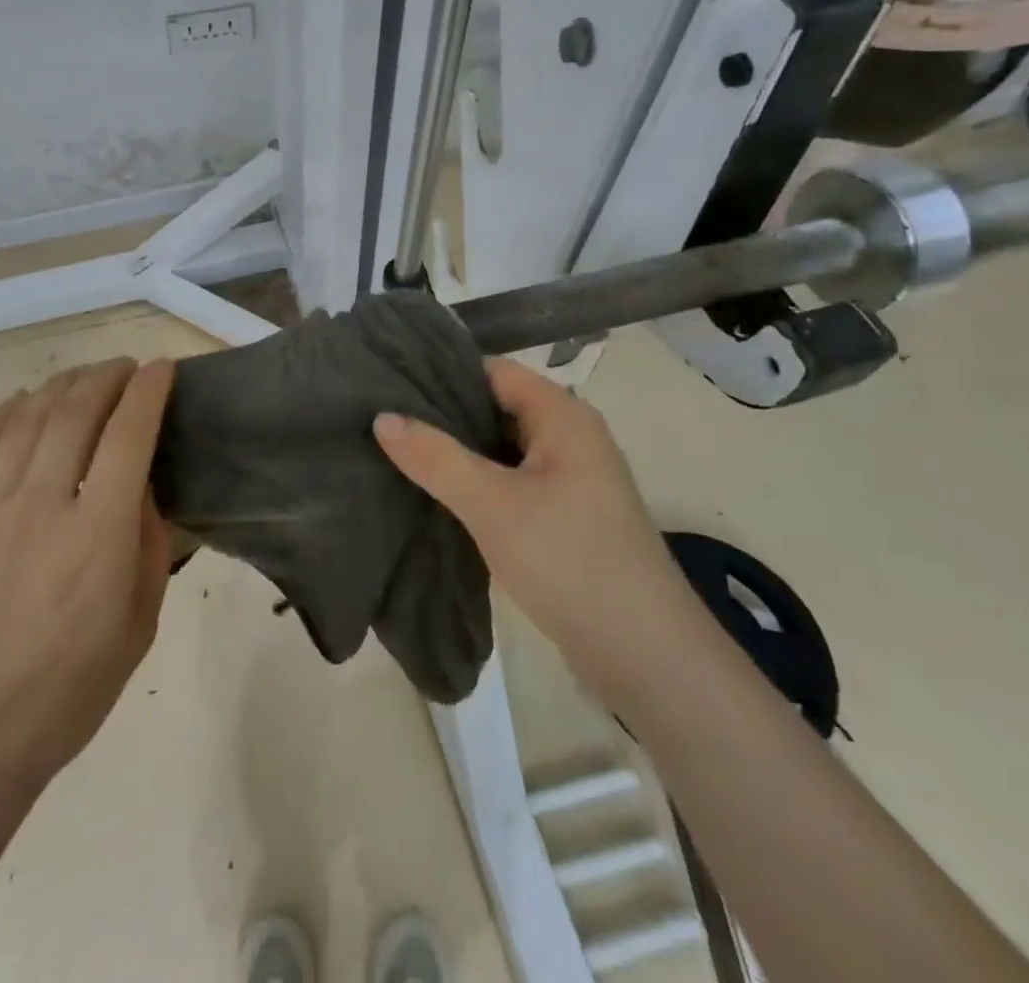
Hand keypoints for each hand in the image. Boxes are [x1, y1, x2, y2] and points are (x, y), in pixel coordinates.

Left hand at [0, 358, 175, 787]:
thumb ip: (148, 542)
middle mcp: (43, 506)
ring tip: (82, 378)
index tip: (162, 368)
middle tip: (124, 367)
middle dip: (106, 377)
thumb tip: (141, 486)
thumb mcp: (141, 620)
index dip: (149, 391)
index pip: (129, 435)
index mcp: (99, 535)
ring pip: (28, 418)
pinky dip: (10, 411)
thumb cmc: (72, 686)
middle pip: (76, 412)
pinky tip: (27, 400)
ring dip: (62, 386)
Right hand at [373, 357, 691, 695]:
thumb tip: (382, 417)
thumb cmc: (570, 561)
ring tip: (396, 451)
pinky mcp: (564, 516)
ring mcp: (569, 479)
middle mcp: (569, 437)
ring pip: (499, 448)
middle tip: (383, 419)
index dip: (442, 372)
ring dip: (456, 451)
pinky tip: (434, 492)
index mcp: (563, 416)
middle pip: (495, 407)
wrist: (647, 658)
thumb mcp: (492, 505)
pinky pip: (509, 482)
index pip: (492, 371)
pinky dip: (474, 482)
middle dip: (442, 414)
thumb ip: (435, 457)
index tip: (389, 382)